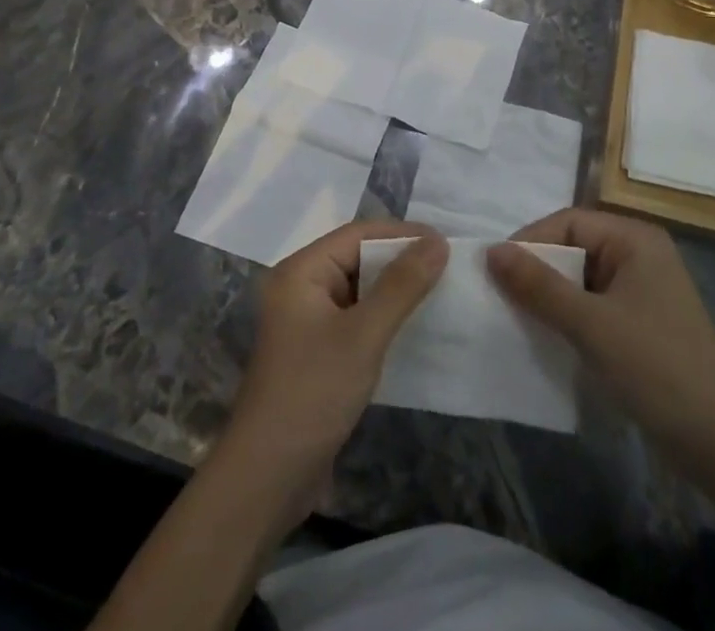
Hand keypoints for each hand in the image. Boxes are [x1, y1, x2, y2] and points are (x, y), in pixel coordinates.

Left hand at [220, 221, 446, 525]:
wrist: (266, 480)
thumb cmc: (312, 394)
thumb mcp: (363, 335)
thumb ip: (402, 285)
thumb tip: (438, 242)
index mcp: (301, 271)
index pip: (358, 234)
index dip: (402, 234)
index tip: (445, 242)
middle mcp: (300, 287)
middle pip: (358, 258)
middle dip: (401, 260)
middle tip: (448, 266)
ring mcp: (306, 322)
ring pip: (359, 289)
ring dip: (395, 289)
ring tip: (440, 292)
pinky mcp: (316, 352)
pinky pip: (356, 318)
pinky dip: (384, 317)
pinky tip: (414, 327)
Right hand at [486, 209, 714, 469]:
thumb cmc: (655, 368)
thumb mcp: (590, 324)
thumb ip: (539, 286)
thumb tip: (491, 251)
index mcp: (634, 239)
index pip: (569, 222)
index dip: (530, 241)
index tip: (495, 270)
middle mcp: (640, 254)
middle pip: (575, 247)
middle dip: (538, 269)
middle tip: (500, 295)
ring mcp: (643, 290)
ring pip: (582, 278)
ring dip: (551, 295)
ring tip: (516, 317)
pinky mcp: (641, 323)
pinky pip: (594, 304)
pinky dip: (569, 316)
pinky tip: (547, 337)